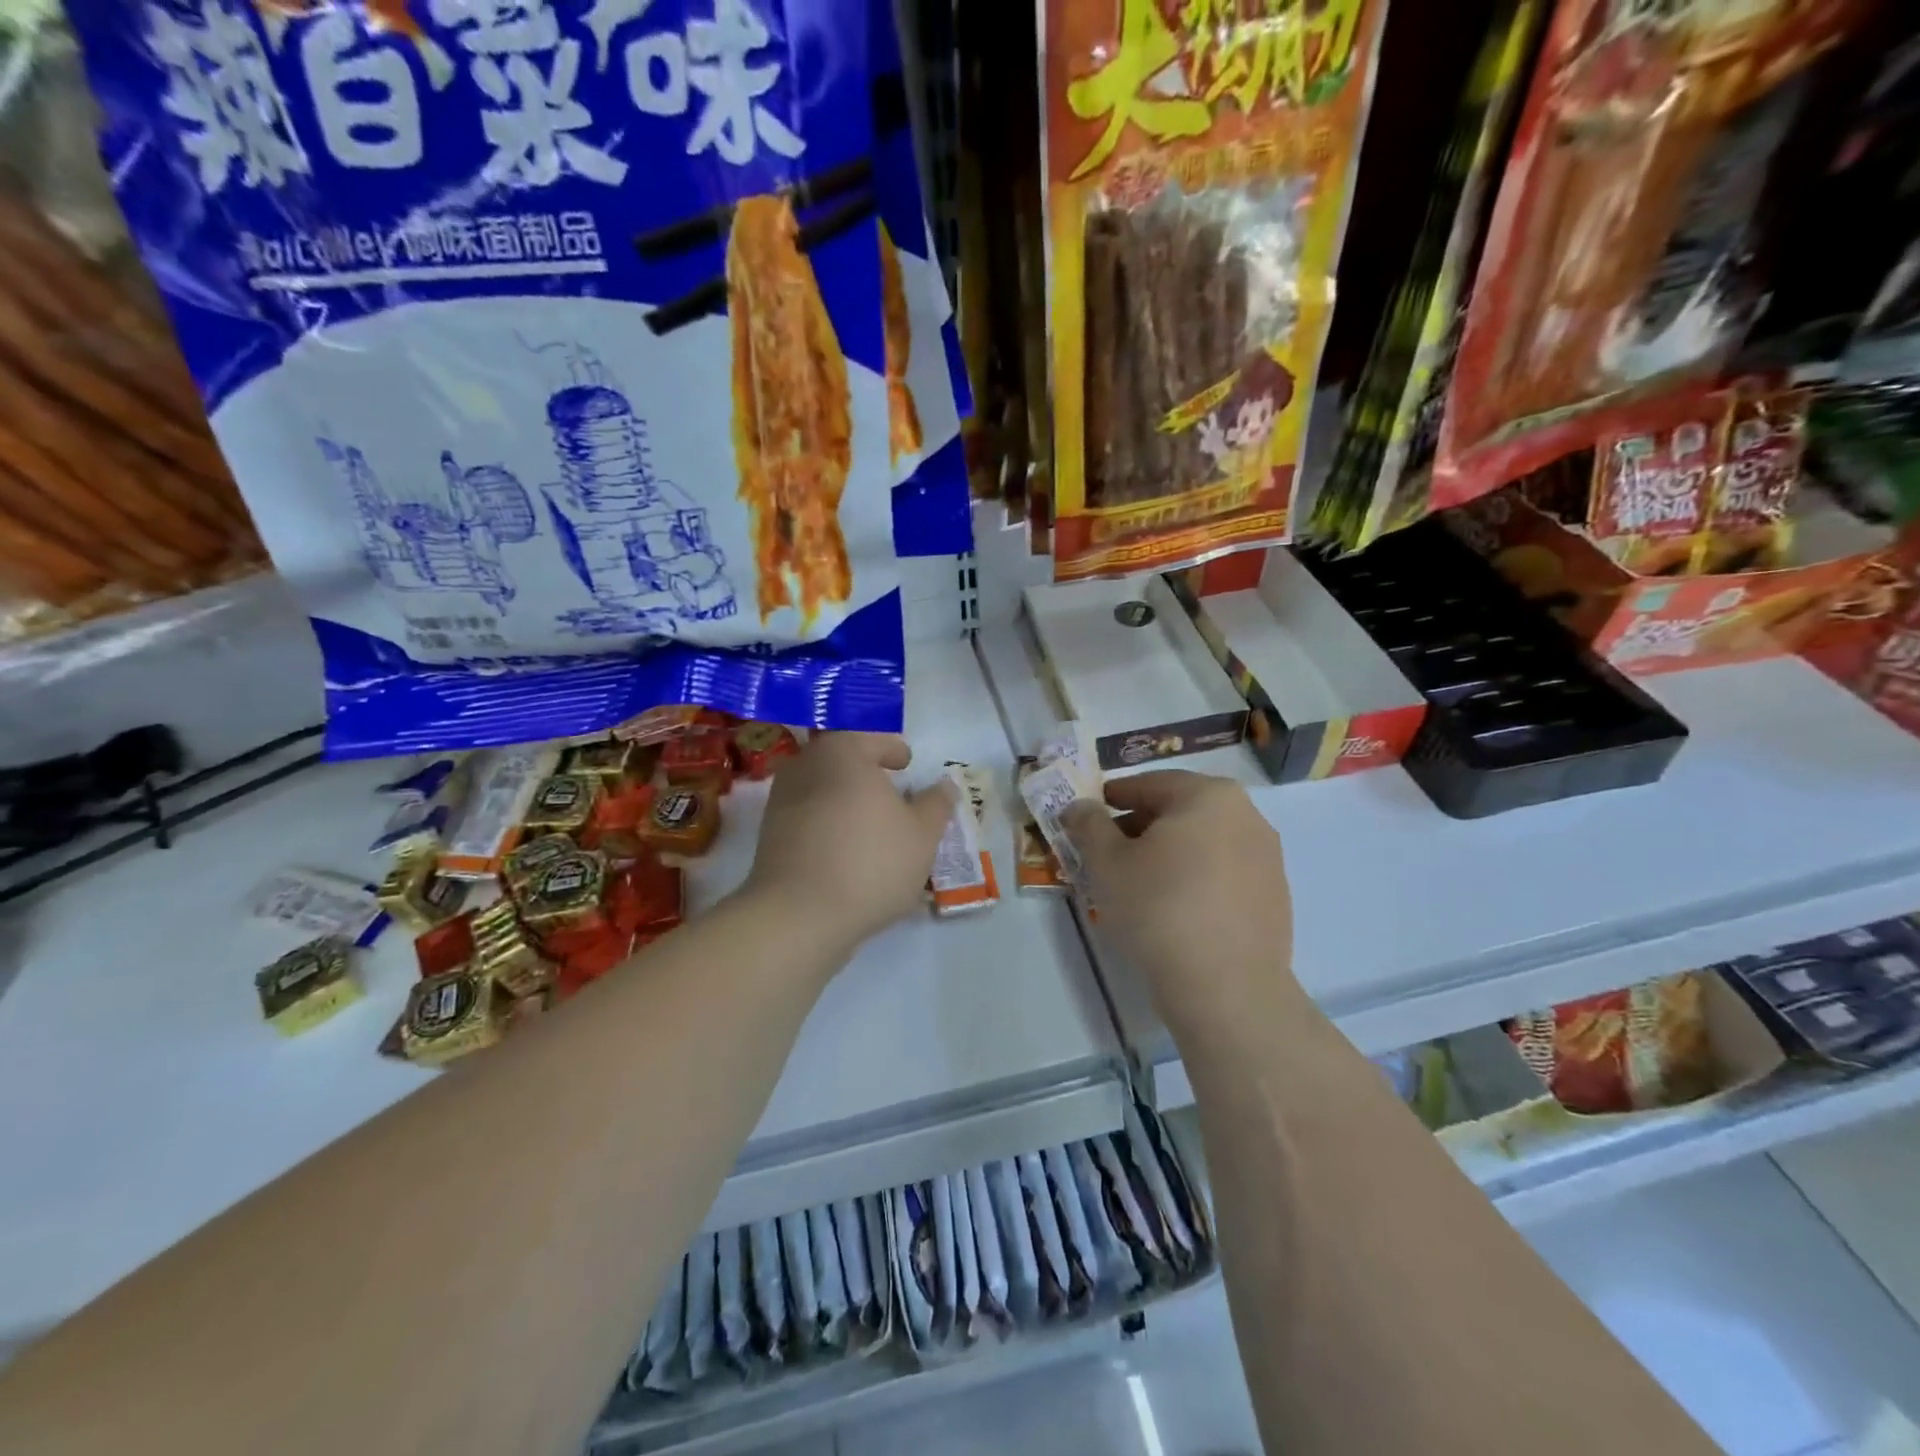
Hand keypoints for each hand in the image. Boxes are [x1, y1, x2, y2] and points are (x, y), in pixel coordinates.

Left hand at [743, 732, 956, 953]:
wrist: (799, 915)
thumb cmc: (870, 862)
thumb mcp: (922, 834)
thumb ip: (936, 804)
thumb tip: (945, 784)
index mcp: (843, 751)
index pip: (873, 738)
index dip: (894, 750)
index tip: (907, 766)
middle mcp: (805, 765)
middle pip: (843, 761)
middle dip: (868, 776)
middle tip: (893, 797)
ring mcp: (781, 799)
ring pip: (824, 789)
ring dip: (847, 801)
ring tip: (873, 828)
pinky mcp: (770, 834)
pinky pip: (808, 817)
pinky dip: (829, 825)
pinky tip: (847, 851)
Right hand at [1062, 771, 1298, 1037]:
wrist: (1227, 988)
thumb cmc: (1159, 909)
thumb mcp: (1107, 863)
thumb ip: (1089, 825)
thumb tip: (1079, 806)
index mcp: (1208, 795)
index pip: (1148, 784)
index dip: (1111, 799)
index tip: (1087, 819)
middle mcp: (1246, 815)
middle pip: (1179, 811)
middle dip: (1139, 827)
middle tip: (1107, 854)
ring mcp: (1267, 856)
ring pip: (1203, 842)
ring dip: (1167, 853)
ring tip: (1137, 884)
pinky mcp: (1275, 895)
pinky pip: (1224, 872)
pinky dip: (1195, 878)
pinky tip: (1174, 909)